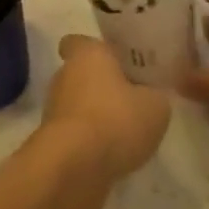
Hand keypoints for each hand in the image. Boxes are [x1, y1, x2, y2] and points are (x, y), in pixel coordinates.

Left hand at [38, 35, 171, 197]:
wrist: (75, 167)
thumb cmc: (116, 120)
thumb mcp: (155, 107)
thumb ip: (154, 96)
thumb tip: (150, 97)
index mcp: (87, 54)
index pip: (79, 42)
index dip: (96, 50)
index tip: (116, 62)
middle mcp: (65, 75)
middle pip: (82, 74)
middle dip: (101, 86)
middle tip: (130, 100)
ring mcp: (55, 109)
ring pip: (78, 105)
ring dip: (96, 116)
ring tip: (125, 134)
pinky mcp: (52, 141)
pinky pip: (75, 134)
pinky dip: (90, 142)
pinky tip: (112, 156)